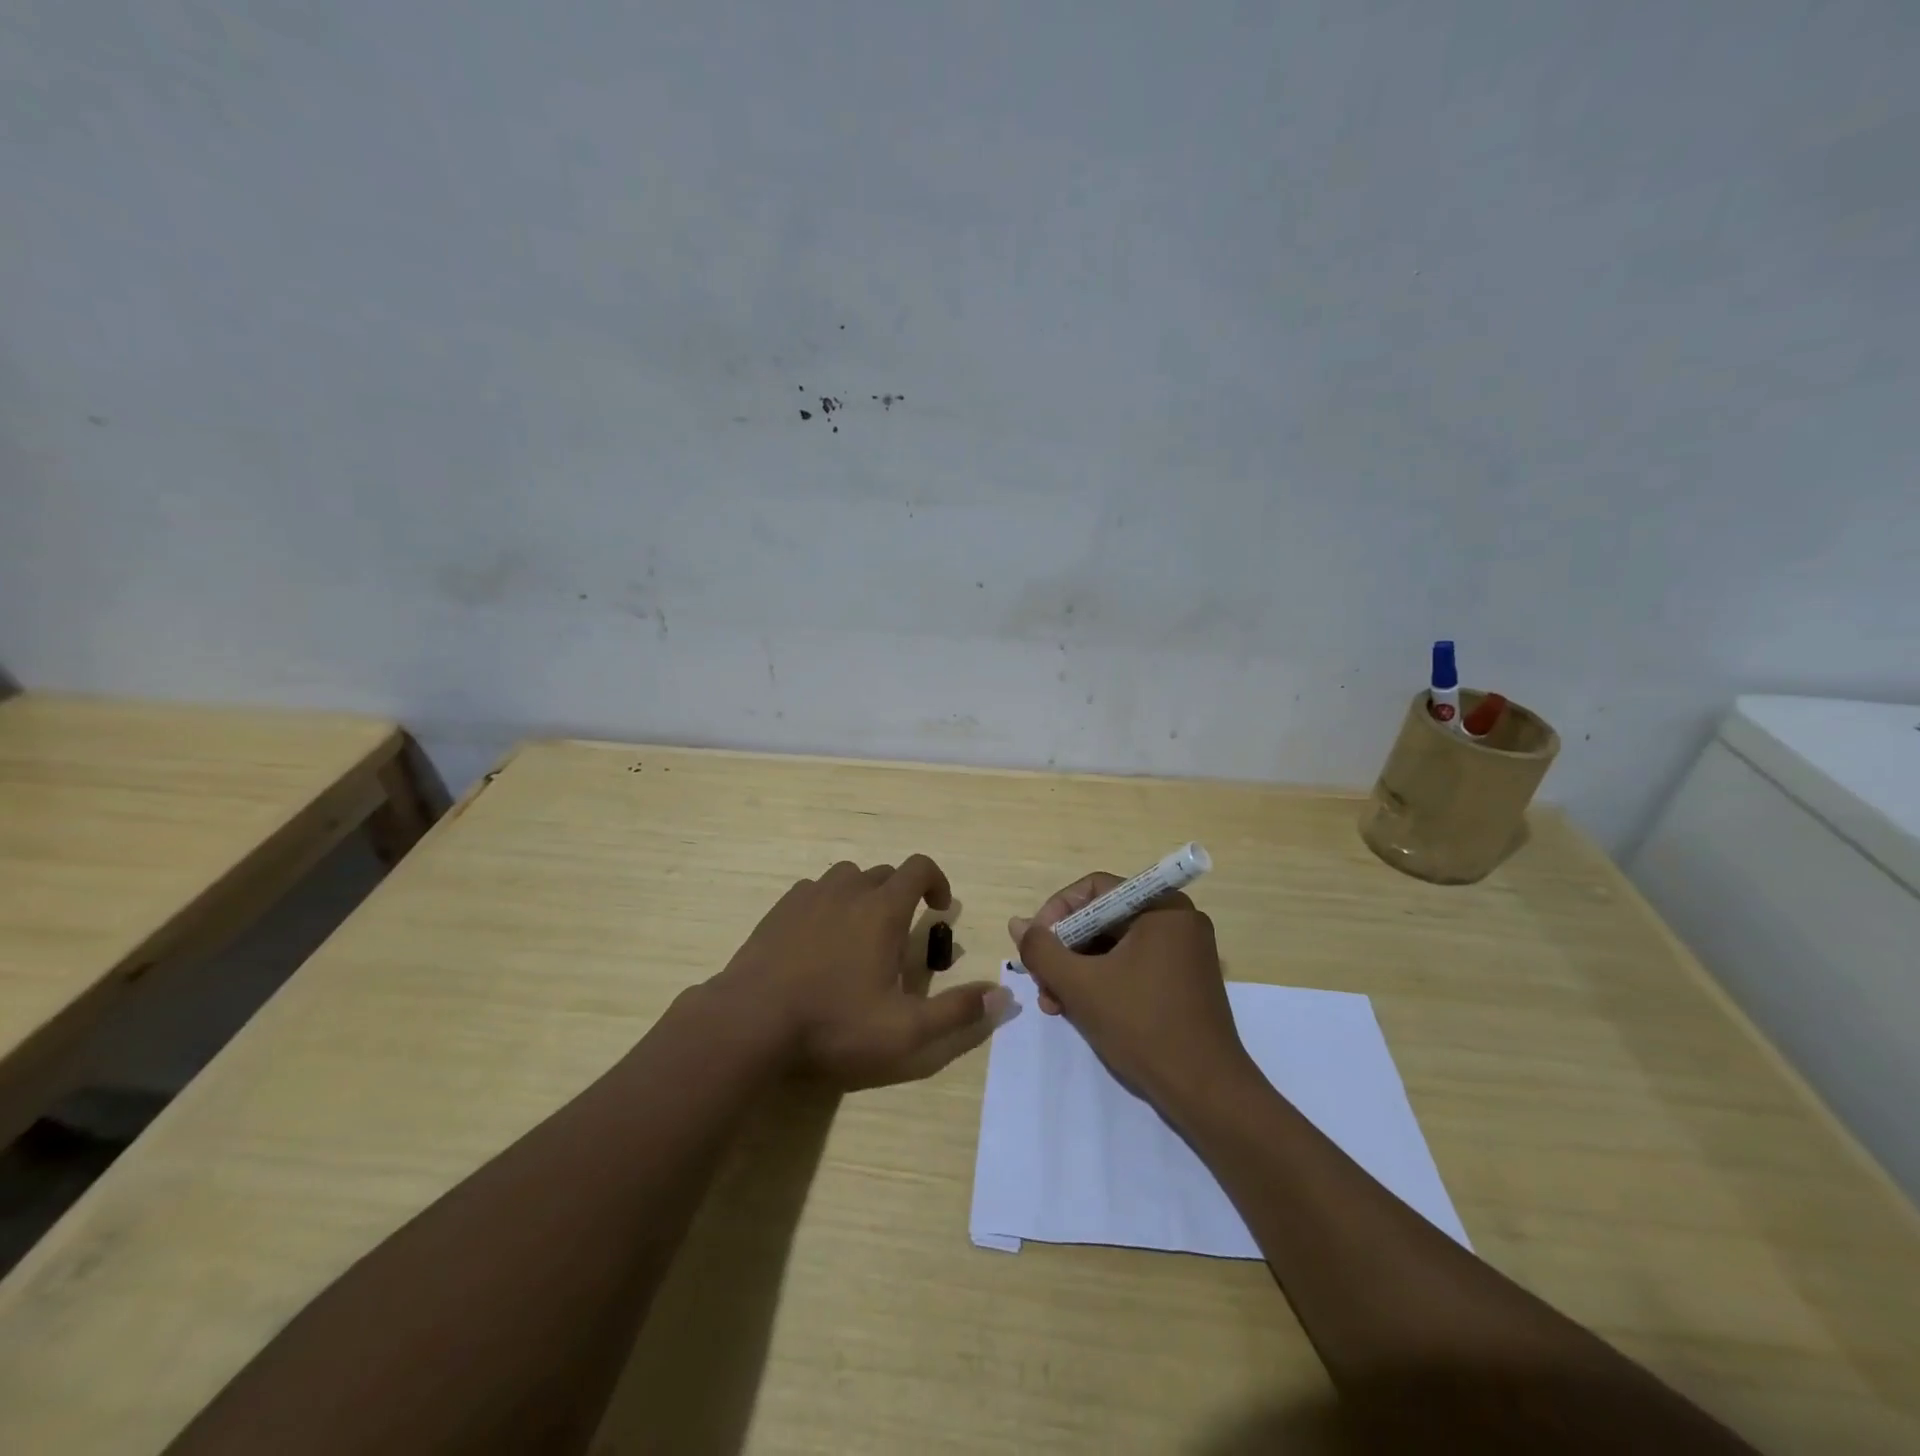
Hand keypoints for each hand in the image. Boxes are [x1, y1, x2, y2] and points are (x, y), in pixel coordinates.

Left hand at [717, 855, 1010, 1089]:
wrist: (749, 1022)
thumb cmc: (833, 1024)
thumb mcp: (905, 1031)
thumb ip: (957, 1013)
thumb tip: (1004, 997)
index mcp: (882, 909)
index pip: (919, 867)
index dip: (937, 881)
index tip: (940, 908)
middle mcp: (848, 890)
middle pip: (885, 873)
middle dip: (903, 894)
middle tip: (902, 936)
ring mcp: (809, 896)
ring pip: (847, 877)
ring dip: (864, 894)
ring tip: (862, 933)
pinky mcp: (779, 910)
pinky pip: (814, 891)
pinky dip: (828, 903)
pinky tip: (821, 939)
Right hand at [1010, 873, 1253, 1107]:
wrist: (1206, 1093)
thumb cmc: (1143, 1027)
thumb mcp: (1081, 985)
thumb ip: (1042, 950)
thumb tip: (1018, 924)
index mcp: (1161, 907)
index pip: (1094, 890)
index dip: (1056, 912)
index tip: (1035, 947)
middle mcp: (1176, 920)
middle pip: (1102, 918)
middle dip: (1064, 950)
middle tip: (1041, 982)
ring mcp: (1182, 953)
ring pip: (1113, 946)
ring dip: (1077, 971)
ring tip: (1054, 1004)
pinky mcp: (1182, 982)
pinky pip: (1131, 966)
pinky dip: (1102, 982)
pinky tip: (1078, 1011)